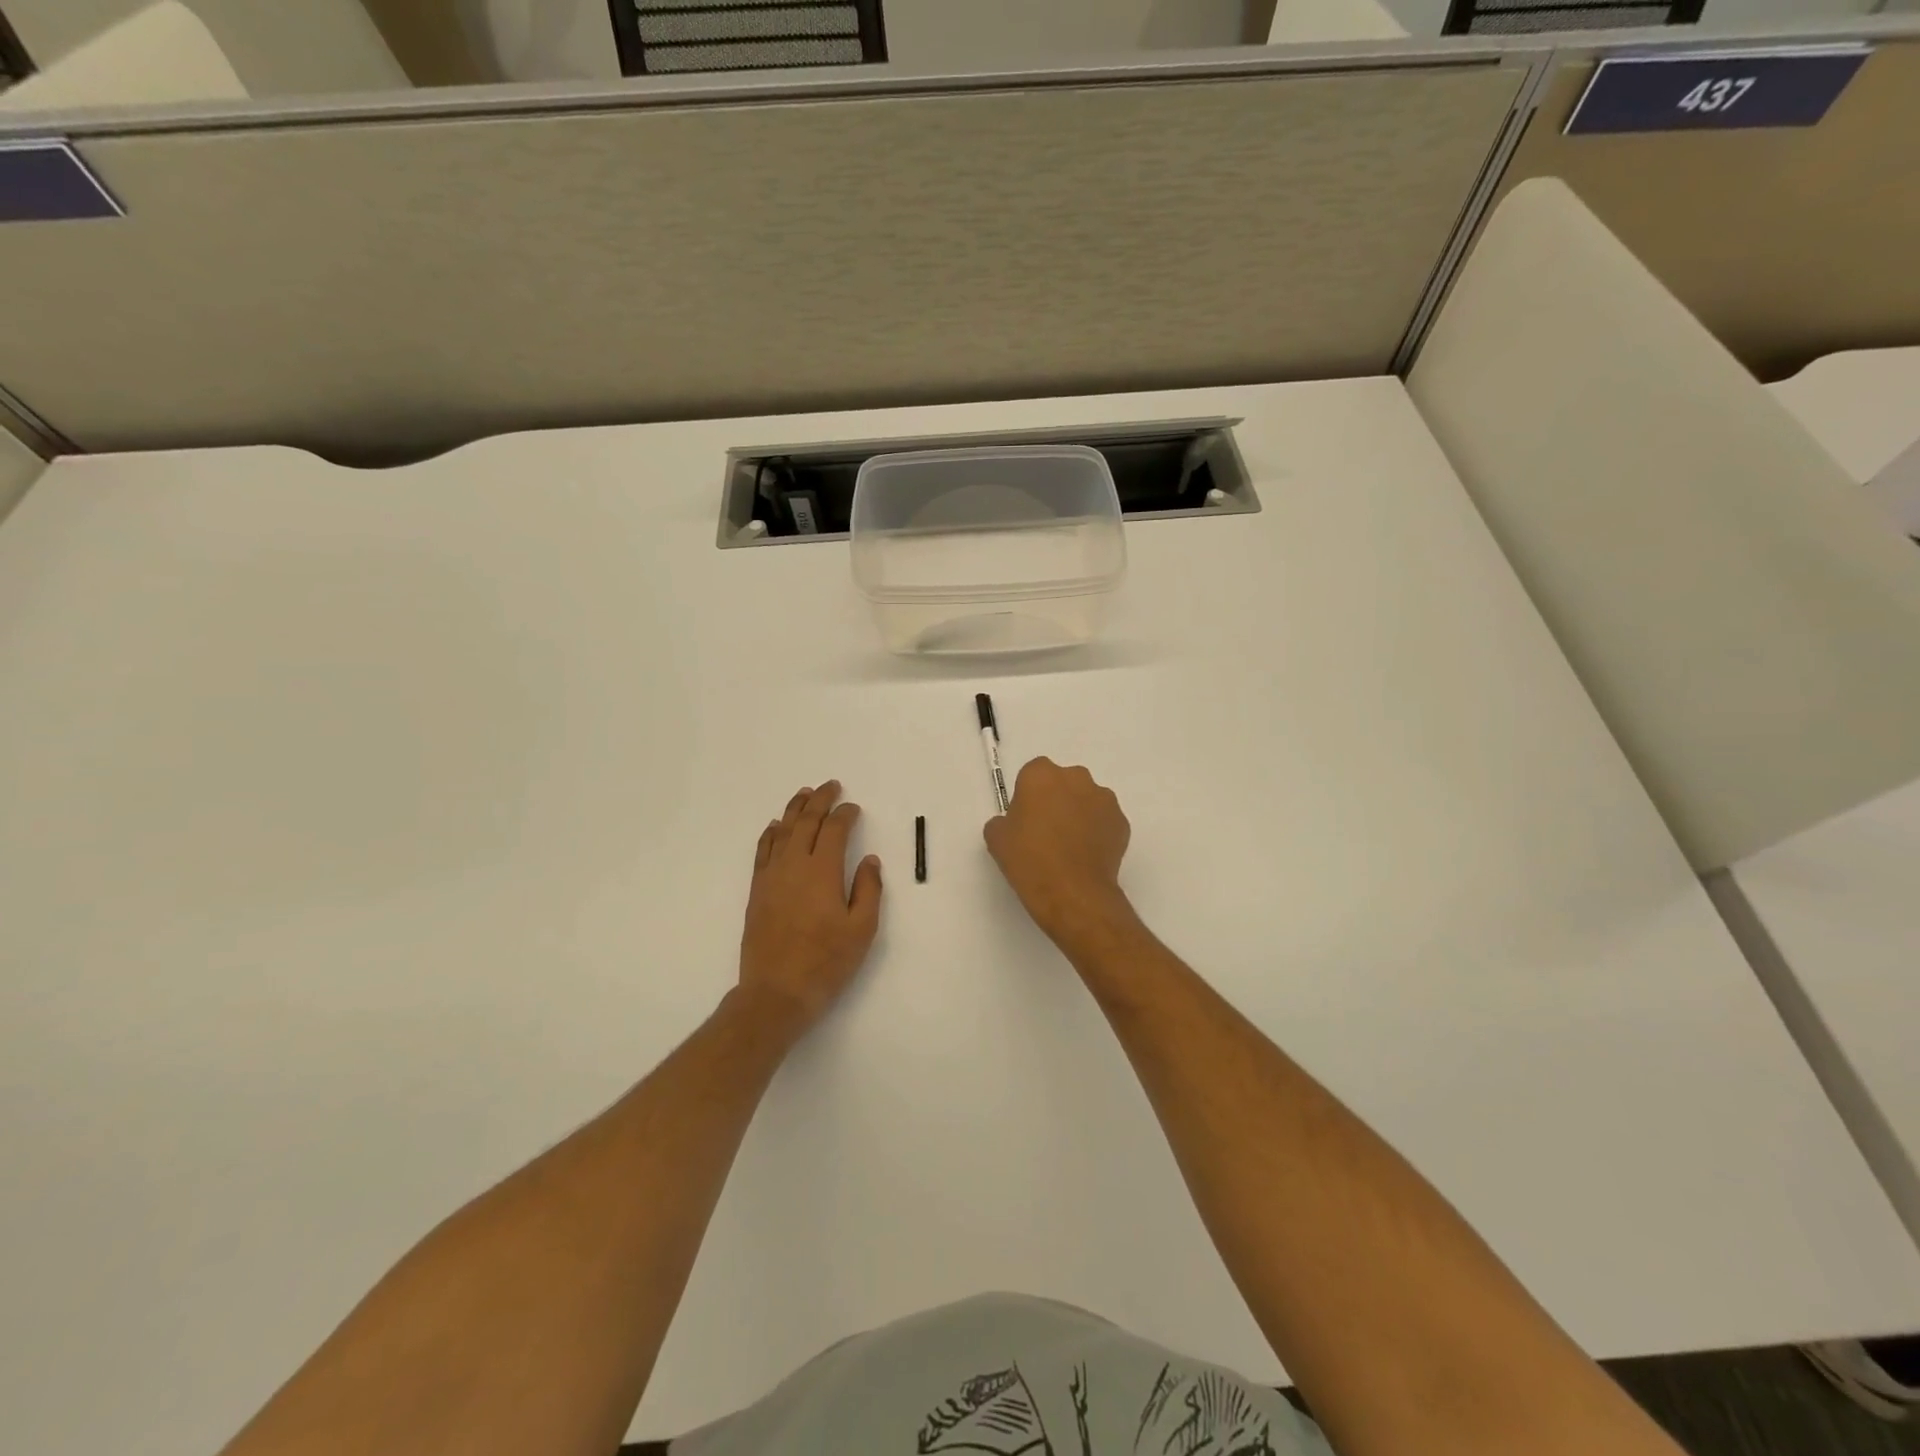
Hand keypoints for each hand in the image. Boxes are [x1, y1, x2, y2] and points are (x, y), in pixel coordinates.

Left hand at [739, 782, 883, 1038]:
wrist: (776, 992)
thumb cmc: (826, 962)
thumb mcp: (862, 929)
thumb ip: (868, 889)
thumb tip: (869, 859)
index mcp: (822, 871)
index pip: (834, 830)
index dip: (845, 815)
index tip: (854, 808)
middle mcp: (793, 865)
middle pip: (805, 822)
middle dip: (819, 800)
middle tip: (830, 786)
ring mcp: (771, 877)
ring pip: (782, 831)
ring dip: (794, 809)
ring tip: (804, 794)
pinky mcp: (757, 891)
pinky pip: (762, 850)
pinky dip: (771, 833)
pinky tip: (775, 826)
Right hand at [983, 758, 1133, 948]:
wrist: (1072, 892)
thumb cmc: (1029, 860)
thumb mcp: (996, 839)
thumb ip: (1003, 820)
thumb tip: (1015, 823)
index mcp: (1041, 775)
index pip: (1033, 773)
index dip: (1029, 794)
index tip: (1025, 817)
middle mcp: (1076, 778)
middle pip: (1063, 782)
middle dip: (1057, 799)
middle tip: (1047, 830)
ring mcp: (1104, 799)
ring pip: (1087, 799)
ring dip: (1079, 813)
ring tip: (1070, 847)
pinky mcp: (1122, 822)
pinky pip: (1105, 821)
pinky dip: (1098, 832)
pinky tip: (1087, 856)